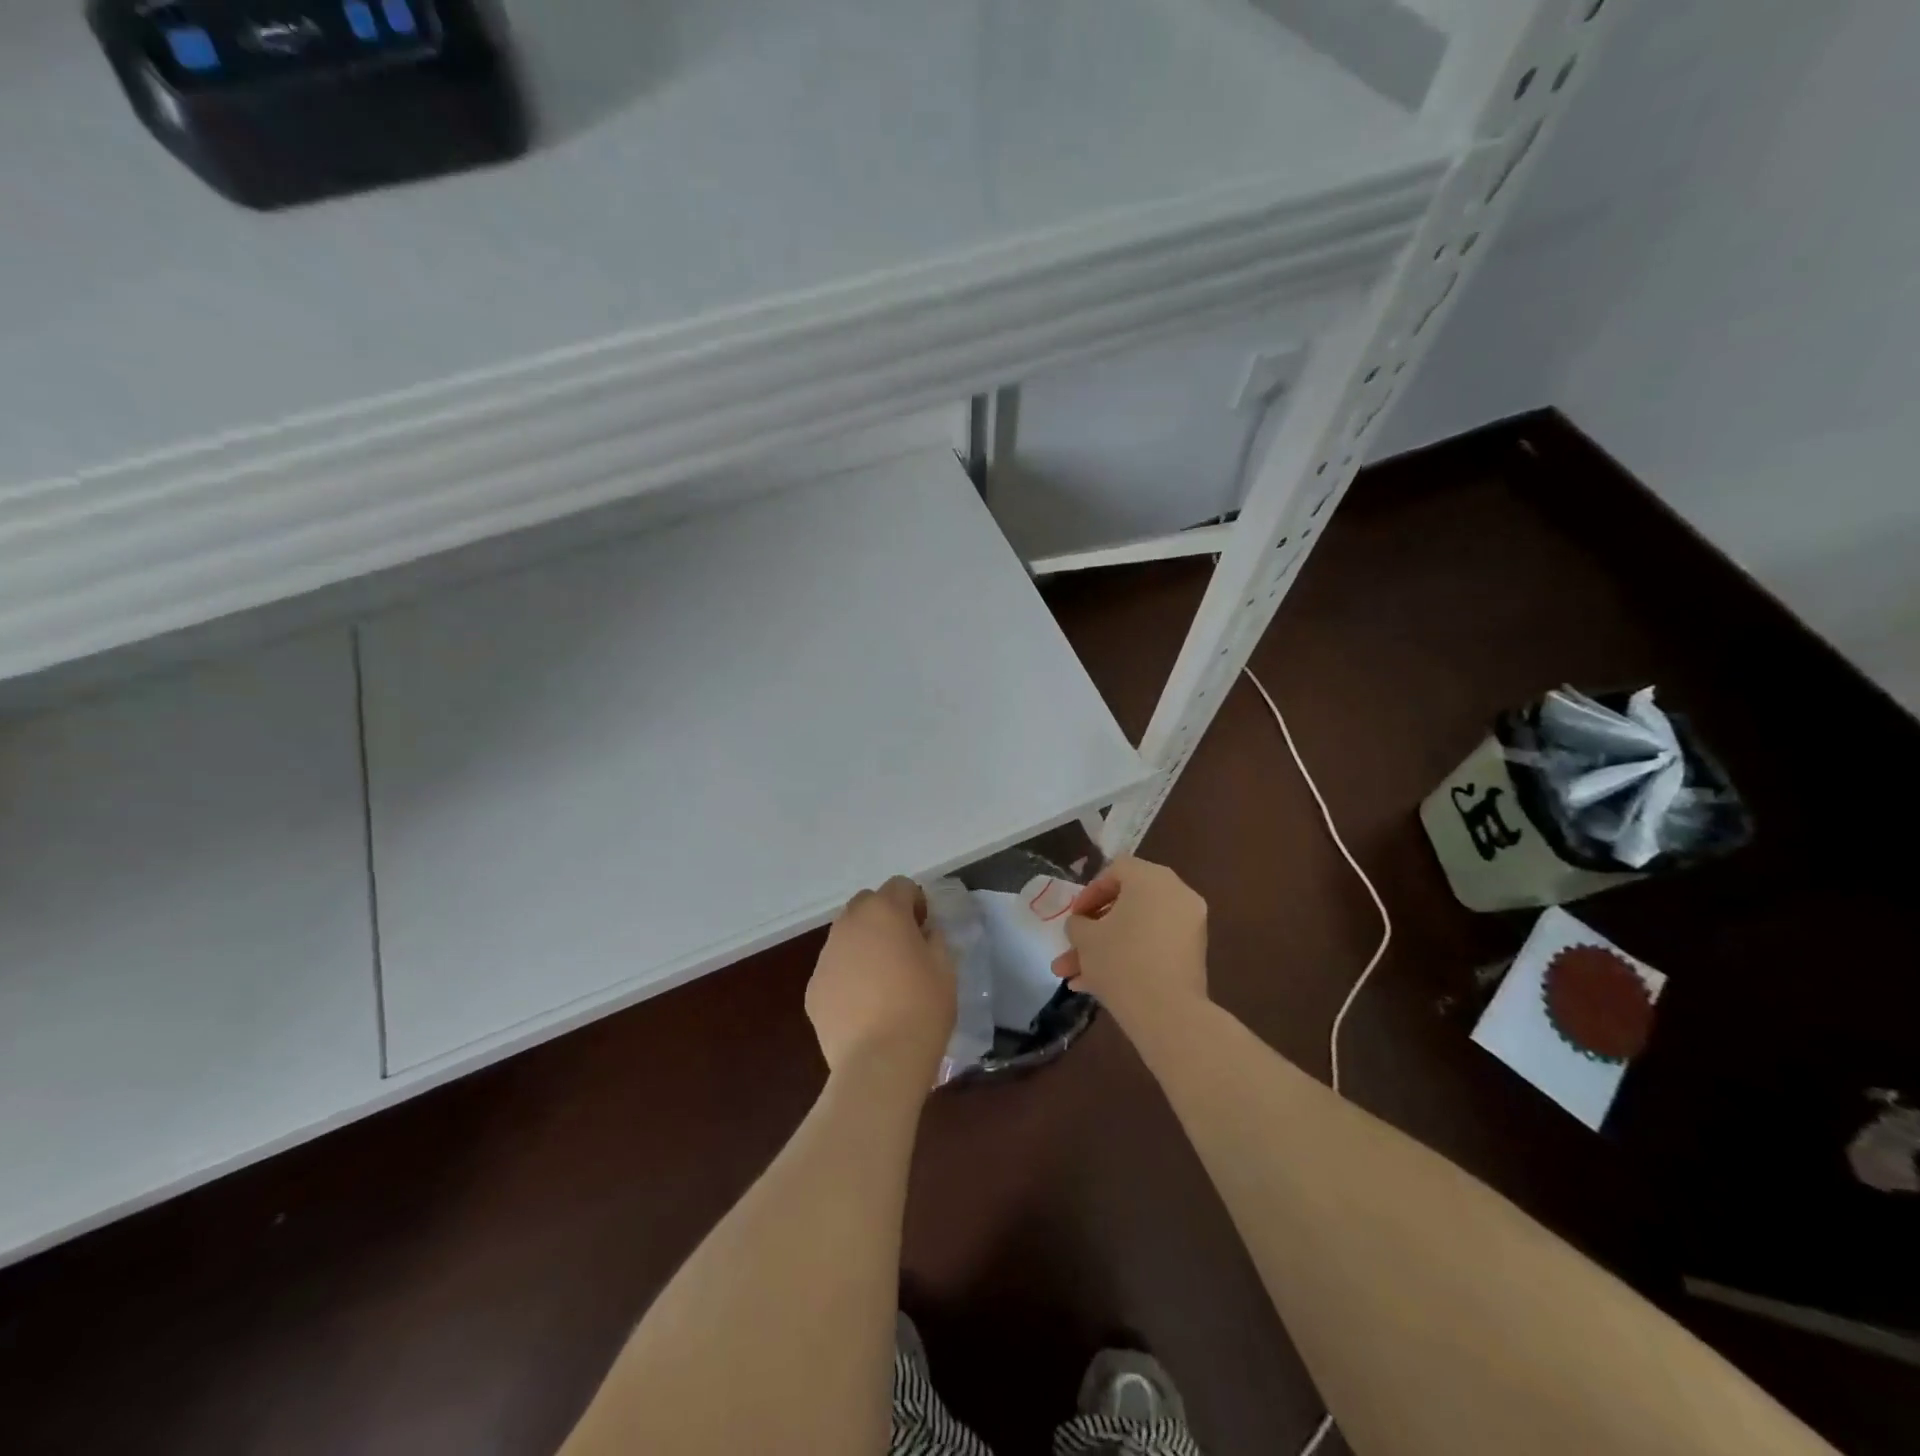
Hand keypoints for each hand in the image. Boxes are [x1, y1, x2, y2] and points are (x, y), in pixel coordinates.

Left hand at [807, 877, 955, 1087]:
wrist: (879, 1062)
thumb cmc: (922, 1009)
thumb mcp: (946, 968)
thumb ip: (935, 939)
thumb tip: (924, 933)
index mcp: (884, 911)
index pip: (900, 885)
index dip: (916, 902)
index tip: (926, 929)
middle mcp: (849, 924)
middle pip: (866, 903)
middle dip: (885, 916)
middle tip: (903, 948)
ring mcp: (826, 956)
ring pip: (846, 935)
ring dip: (864, 944)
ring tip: (882, 980)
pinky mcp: (813, 987)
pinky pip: (834, 968)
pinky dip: (848, 975)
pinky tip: (864, 1006)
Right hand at [1052, 856, 1207, 1027]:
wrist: (1168, 1014)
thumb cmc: (1120, 961)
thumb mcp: (1084, 938)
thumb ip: (1077, 923)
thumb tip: (1082, 925)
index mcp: (1151, 878)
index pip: (1117, 870)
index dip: (1090, 891)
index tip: (1075, 917)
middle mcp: (1176, 894)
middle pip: (1127, 903)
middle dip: (1094, 929)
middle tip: (1073, 947)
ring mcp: (1189, 926)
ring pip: (1137, 930)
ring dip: (1106, 950)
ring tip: (1074, 977)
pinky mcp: (1193, 955)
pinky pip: (1154, 947)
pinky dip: (1130, 958)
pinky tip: (1097, 987)